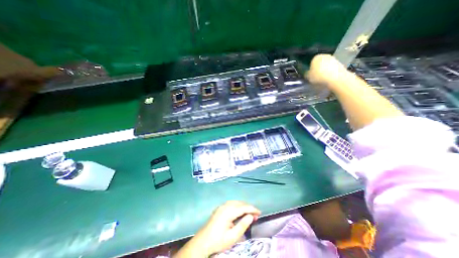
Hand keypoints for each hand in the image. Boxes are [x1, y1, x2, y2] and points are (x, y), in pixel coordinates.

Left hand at [176, 201, 261, 256]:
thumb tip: (251, 216)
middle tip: (256, 214)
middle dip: (249, 207)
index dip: (252, 209)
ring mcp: (222, 206)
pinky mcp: (220, 208)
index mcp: (228, 211)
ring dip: (243, 206)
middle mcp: (225, 205)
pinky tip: (240, 210)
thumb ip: (243, 225)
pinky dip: (238, 205)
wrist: (203, 241)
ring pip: (236, 202)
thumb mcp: (233, 236)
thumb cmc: (219, 240)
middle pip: (240, 203)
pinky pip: (231, 203)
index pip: (243, 207)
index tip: (260, 212)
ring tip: (250, 212)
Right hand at [306, 53, 350, 88]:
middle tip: (316, 78)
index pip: (311, 63)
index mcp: (316, 57)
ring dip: (324, 71)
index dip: (310, 70)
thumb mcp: (308, 77)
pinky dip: (330, 73)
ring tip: (323, 79)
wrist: (336, 78)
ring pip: (326, 66)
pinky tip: (329, 79)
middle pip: (319, 63)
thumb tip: (307, 73)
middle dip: (318, 69)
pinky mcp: (340, 63)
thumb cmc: (319, 77)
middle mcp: (325, 55)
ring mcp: (334, 59)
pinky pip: (332, 69)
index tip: (311, 76)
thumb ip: (307, 74)